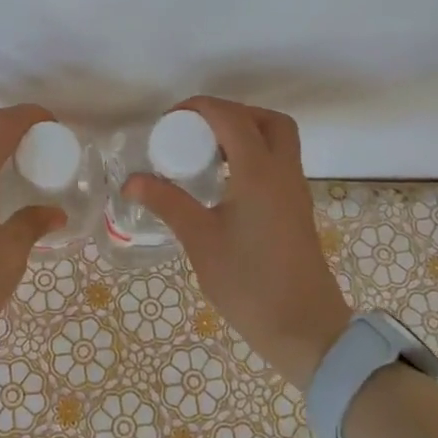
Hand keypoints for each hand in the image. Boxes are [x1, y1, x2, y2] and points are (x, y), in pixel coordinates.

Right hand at [127, 97, 348, 389]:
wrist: (305, 329)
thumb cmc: (249, 284)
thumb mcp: (200, 241)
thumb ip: (168, 203)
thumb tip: (133, 180)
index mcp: (260, 172)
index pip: (231, 117)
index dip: (199, 108)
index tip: (168, 121)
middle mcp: (283, 172)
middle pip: (267, 120)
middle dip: (232, 114)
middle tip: (197, 132)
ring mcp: (295, 191)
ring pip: (278, 141)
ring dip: (245, 134)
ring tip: (206, 156)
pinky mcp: (297, 210)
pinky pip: (279, 164)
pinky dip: (254, 157)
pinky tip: (225, 184)